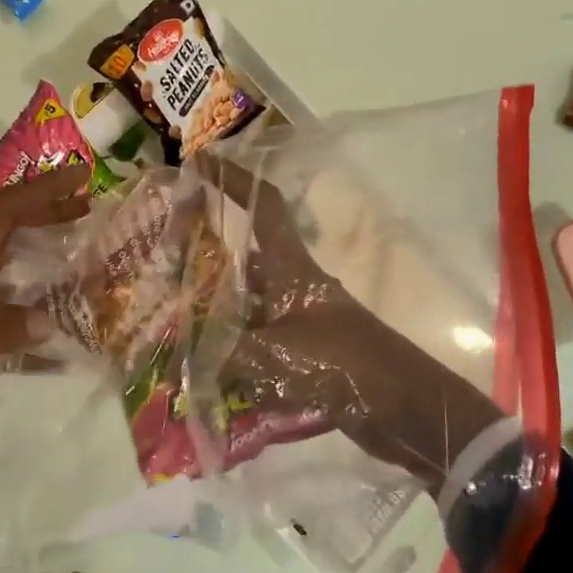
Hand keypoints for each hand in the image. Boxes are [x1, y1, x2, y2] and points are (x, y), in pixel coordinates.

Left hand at [0, 169, 90, 515]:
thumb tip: (49, 320)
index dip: (39, 192)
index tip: (82, 177)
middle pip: (5, 238)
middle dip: (45, 217)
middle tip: (90, 212)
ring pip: (8, 282)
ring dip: (45, 268)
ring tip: (87, 271)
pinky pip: (7, 333)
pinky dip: (36, 333)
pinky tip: (64, 351)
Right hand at [200, 156, 503, 489]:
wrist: (409, 409)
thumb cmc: (348, 364)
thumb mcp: (279, 356)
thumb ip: (226, 354)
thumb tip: (183, 361)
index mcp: (293, 271)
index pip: (263, 209)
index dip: (236, 181)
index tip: (202, 163)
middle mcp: (294, 290)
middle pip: (245, 265)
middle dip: (206, 265)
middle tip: (163, 269)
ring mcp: (300, 325)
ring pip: (247, 311)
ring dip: (215, 319)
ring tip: (171, 328)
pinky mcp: (305, 358)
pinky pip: (258, 348)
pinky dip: (232, 358)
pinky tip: (202, 375)